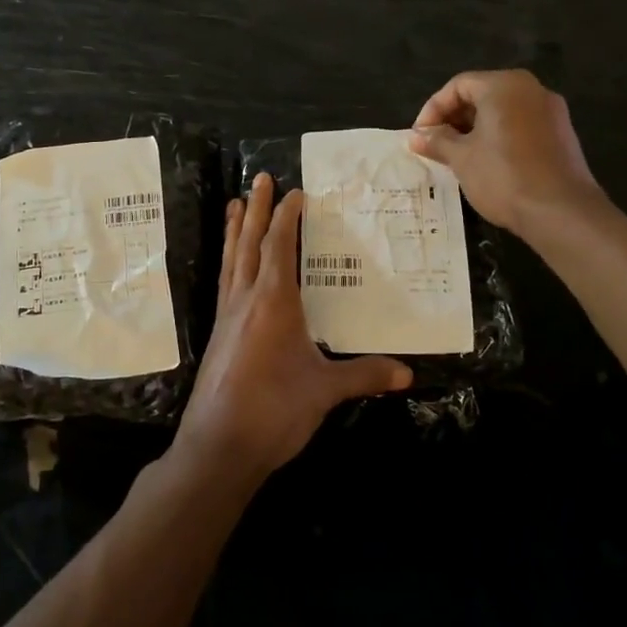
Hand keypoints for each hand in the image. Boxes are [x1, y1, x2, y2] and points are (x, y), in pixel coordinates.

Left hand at [173, 174, 411, 485]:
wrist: (218, 446)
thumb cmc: (274, 410)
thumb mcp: (325, 390)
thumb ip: (364, 374)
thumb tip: (408, 373)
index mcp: (273, 302)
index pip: (279, 247)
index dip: (288, 217)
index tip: (298, 192)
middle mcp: (246, 300)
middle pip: (250, 243)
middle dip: (258, 210)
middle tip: (260, 179)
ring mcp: (227, 317)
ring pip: (232, 260)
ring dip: (236, 230)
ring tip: (235, 204)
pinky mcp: (218, 335)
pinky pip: (225, 283)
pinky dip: (229, 261)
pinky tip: (231, 265)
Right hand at [408, 69, 603, 236]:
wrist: (561, 211)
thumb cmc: (503, 176)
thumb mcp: (461, 158)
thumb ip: (437, 141)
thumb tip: (416, 136)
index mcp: (504, 85)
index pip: (458, 85)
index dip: (433, 109)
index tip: (420, 136)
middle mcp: (531, 89)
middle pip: (482, 94)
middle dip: (454, 119)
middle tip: (436, 146)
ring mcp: (551, 111)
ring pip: (503, 111)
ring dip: (476, 130)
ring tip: (458, 157)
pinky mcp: (562, 134)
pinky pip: (521, 126)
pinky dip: (500, 137)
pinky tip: (488, 163)